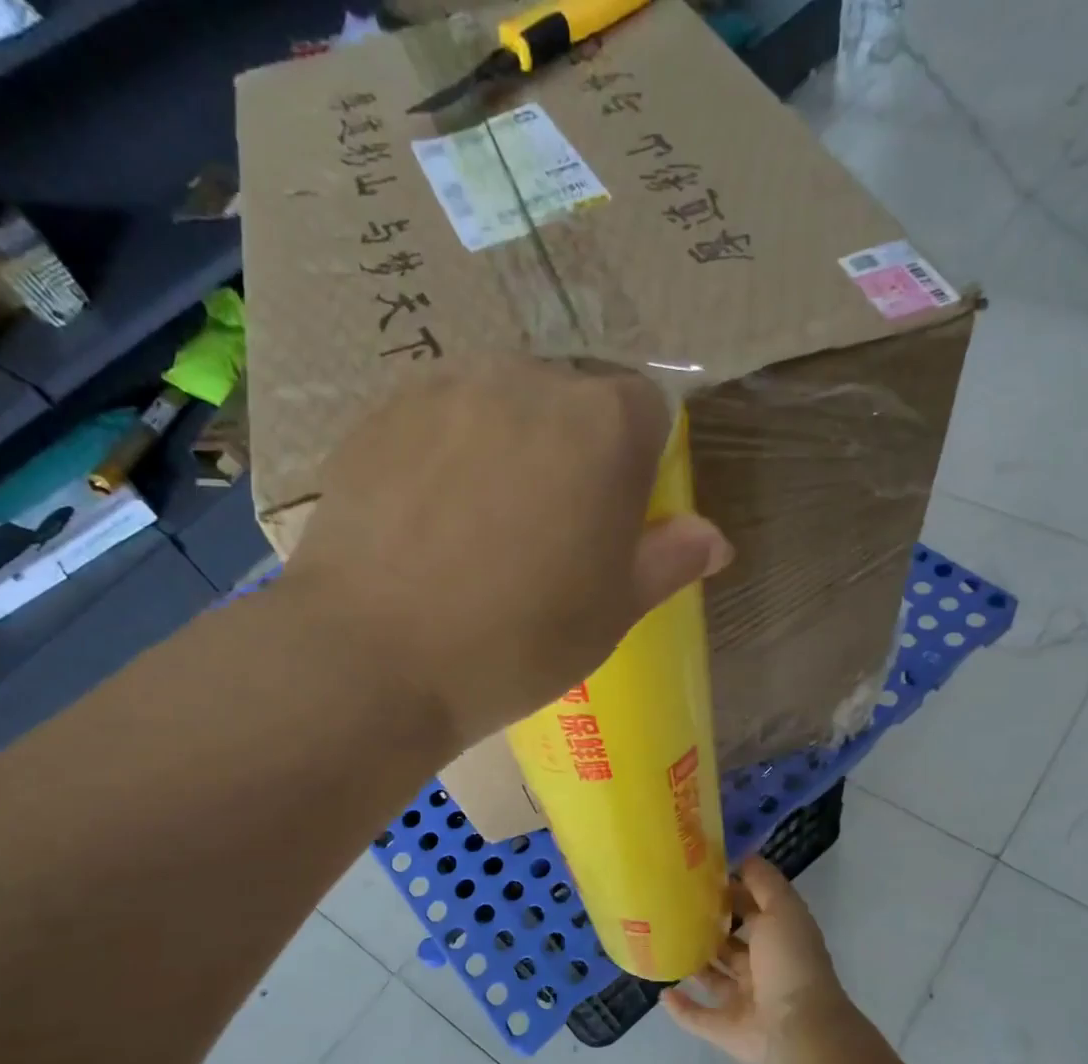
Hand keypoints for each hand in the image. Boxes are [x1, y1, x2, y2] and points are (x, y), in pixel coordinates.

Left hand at [287, 355, 733, 749]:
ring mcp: (446, 389)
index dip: (638, 466)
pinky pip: (437, 419)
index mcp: (603, 424)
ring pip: (501, 403)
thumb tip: (712, 538)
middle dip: (573, 451)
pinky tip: (425, 519)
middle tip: (545, 529)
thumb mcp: (612, 613)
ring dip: (508, 446)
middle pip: (572, 400)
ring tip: (478, 525)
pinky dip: (445, 453)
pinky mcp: (381, 412)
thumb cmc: (517, 642)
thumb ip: (668, 560)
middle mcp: (528, 380)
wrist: (374, 658)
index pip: (646, 411)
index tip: (613, 519)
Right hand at [663, 856, 854, 1063]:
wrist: (800, 1029)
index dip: (730, 892)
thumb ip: (762, 882)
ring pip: (714, 978)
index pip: (751, 909)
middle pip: (731, 944)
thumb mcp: (782, 908)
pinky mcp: (726, 1029)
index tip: (697, 876)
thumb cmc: (790, 961)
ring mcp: (744, 1001)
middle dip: (707, 928)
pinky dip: (681, 1006)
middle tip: (671, 907)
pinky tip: (662, 991)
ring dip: (693, 964)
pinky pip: (698, 1017)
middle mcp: (762, 968)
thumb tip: (742, 856)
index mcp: (778, 938)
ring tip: (662, 943)